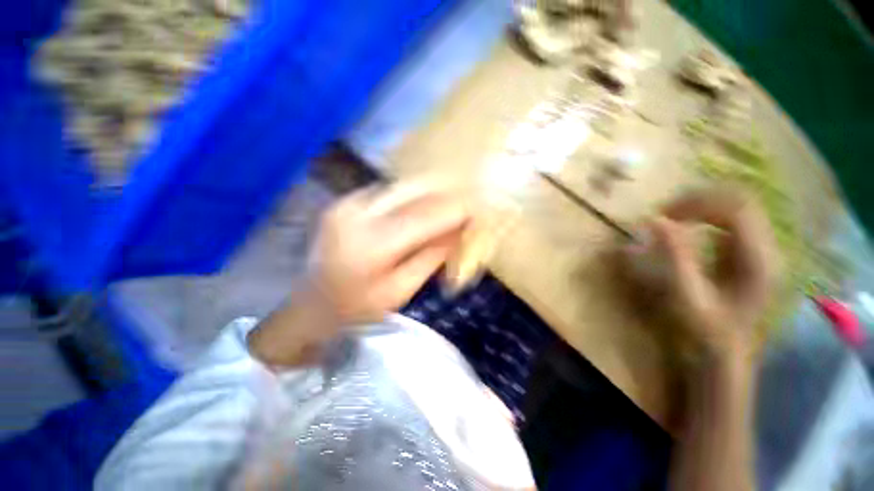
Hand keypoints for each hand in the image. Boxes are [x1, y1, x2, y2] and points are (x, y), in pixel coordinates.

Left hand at [307, 181, 468, 324]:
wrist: (311, 302)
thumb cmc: (357, 307)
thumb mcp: (401, 290)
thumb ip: (430, 257)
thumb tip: (457, 231)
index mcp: (373, 246)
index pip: (424, 217)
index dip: (453, 210)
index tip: (475, 208)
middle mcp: (358, 215)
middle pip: (412, 192)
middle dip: (443, 193)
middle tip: (464, 199)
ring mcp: (347, 204)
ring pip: (399, 187)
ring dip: (427, 191)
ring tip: (447, 199)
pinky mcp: (344, 201)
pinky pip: (386, 191)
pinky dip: (408, 195)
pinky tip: (419, 204)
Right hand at [627, 188, 775, 363]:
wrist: (724, 354)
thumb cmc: (705, 330)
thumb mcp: (687, 297)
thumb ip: (675, 257)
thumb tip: (657, 221)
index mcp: (758, 260)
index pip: (737, 207)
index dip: (698, 202)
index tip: (663, 214)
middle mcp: (767, 249)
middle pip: (740, 200)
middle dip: (699, 200)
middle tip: (665, 213)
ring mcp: (760, 250)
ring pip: (737, 207)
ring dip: (702, 205)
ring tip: (673, 217)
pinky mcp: (748, 253)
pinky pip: (731, 220)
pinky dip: (706, 215)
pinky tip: (687, 226)